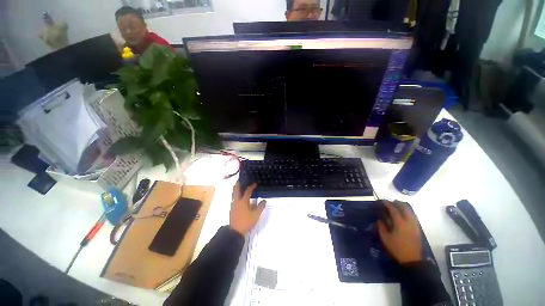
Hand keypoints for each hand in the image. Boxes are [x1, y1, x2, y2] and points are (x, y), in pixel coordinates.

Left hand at [229, 183, 265, 235]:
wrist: (235, 231)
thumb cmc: (246, 222)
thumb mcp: (256, 215)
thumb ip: (260, 207)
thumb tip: (264, 200)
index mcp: (243, 201)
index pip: (248, 191)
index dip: (252, 186)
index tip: (255, 183)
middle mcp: (237, 201)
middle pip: (236, 190)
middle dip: (238, 184)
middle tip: (240, 180)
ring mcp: (233, 205)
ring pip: (233, 194)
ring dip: (236, 189)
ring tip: (238, 186)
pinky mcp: (232, 209)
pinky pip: (233, 199)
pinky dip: (235, 195)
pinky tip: (238, 197)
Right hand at [377, 200, 422, 263]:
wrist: (412, 259)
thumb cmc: (397, 248)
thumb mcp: (385, 238)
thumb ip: (381, 227)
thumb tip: (379, 220)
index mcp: (400, 223)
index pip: (394, 210)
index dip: (388, 204)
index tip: (383, 201)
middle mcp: (408, 222)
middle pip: (404, 208)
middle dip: (397, 203)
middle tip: (390, 202)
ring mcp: (414, 225)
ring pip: (410, 211)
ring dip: (404, 207)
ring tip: (397, 205)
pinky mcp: (417, 229)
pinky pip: (413, 216)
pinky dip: (408, 212)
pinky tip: (405, 213)